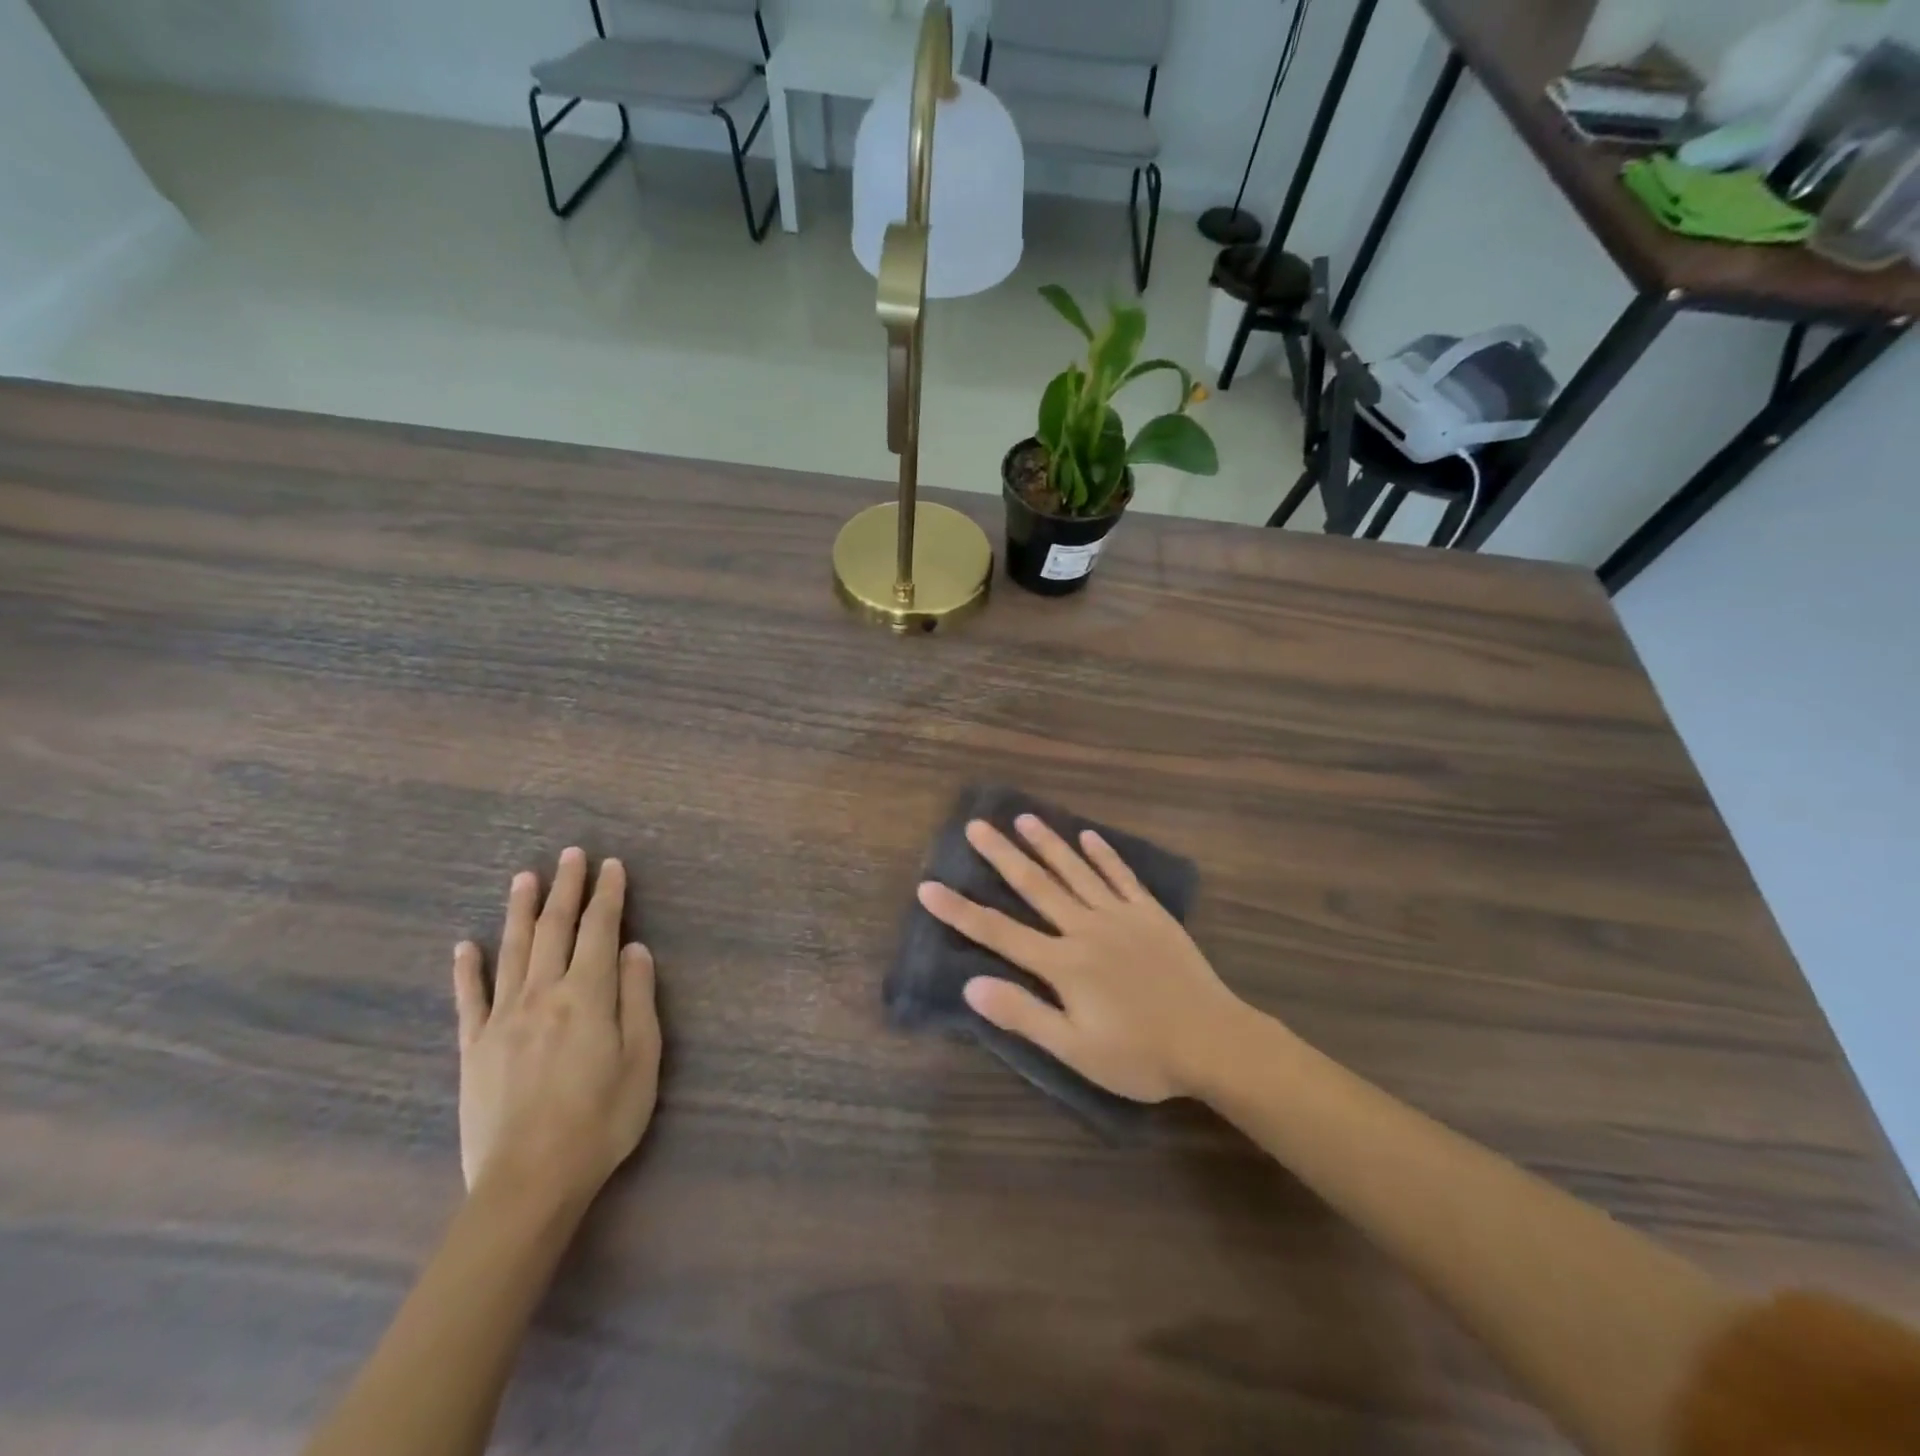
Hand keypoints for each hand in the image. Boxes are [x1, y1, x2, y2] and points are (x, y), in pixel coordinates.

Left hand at [452, 848, 660, 1205]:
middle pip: (554, 929)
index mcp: (588, 994)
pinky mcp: (474, 1048)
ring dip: (520, 910)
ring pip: (512, 951)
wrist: (529, 1181)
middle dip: (565, 888)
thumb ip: (637, 997)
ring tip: (525, 877)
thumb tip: (634, 948)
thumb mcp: (642, 1057)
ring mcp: (502, 1018)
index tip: (612, 865)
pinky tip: (464, 946)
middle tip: (570, 855)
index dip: (608, 894)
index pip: (601, 929)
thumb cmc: (602, 1118)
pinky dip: (467, 969)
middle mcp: (543, 993)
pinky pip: (469, 999)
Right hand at [916, 815, 1247, 1102]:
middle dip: (1001, 856)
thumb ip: (1023, 1015)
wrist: (1214, 1042)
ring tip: (1023, 818)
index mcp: (1063, 964)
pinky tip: (1089, 835)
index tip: (928, 886)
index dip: (960, 911)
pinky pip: (1122, 876)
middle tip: (976, 825)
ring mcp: (1120, 915)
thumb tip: (971, 986)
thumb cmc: (1141, 1055)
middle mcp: (1085, 928)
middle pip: (1035, 886)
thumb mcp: (1076, 1050)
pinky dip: (1104, 854)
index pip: (999, 932)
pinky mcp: (1150, 914)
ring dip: (1048, 843)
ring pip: (1075, 871)